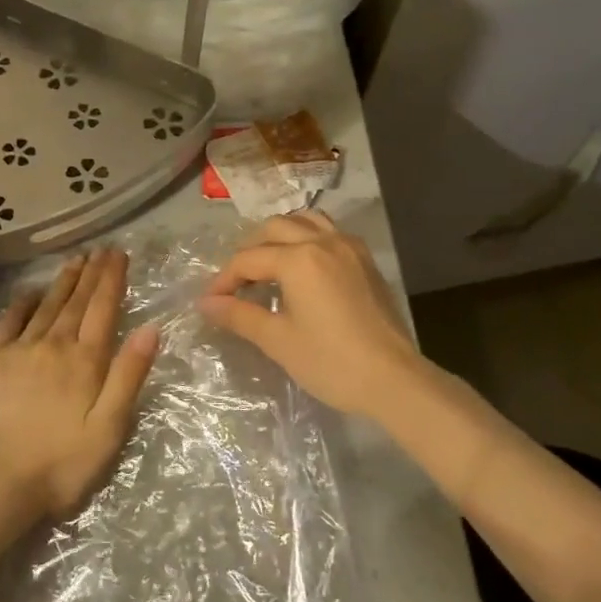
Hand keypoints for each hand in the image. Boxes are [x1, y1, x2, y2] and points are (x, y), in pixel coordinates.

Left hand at [0, 250, 157, 524]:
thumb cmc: (60, 464)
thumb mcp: (108, 429)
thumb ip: (129, 376)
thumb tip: (151, 329)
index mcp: (86, 360)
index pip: (104, 308)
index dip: (112, 279)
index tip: (118, 254)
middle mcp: (54, 344)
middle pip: (77, 301)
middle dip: (91, 273)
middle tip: (101, 249)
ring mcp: (19, 349)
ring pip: (47, 305)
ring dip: (63, 281)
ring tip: (75, 260)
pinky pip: (10, 320)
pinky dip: (24, 302)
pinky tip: (32, 292)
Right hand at [198, 213, 432, 421]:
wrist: (394, 379)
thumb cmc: (331, 361)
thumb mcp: (278, 340)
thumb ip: (239, 315)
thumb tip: (206, 303)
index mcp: (298, 259)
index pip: (248, 259)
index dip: (224, 280)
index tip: (211, 302)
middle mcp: (323, 241)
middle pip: (274, 229)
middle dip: (249, 251)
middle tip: (238, 283)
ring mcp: (348, 246)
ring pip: (304, 221)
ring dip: (280, 236)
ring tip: (269, 265)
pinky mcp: (365, 260)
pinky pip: (329, 232)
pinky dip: (308, 238)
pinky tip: (303, 267)